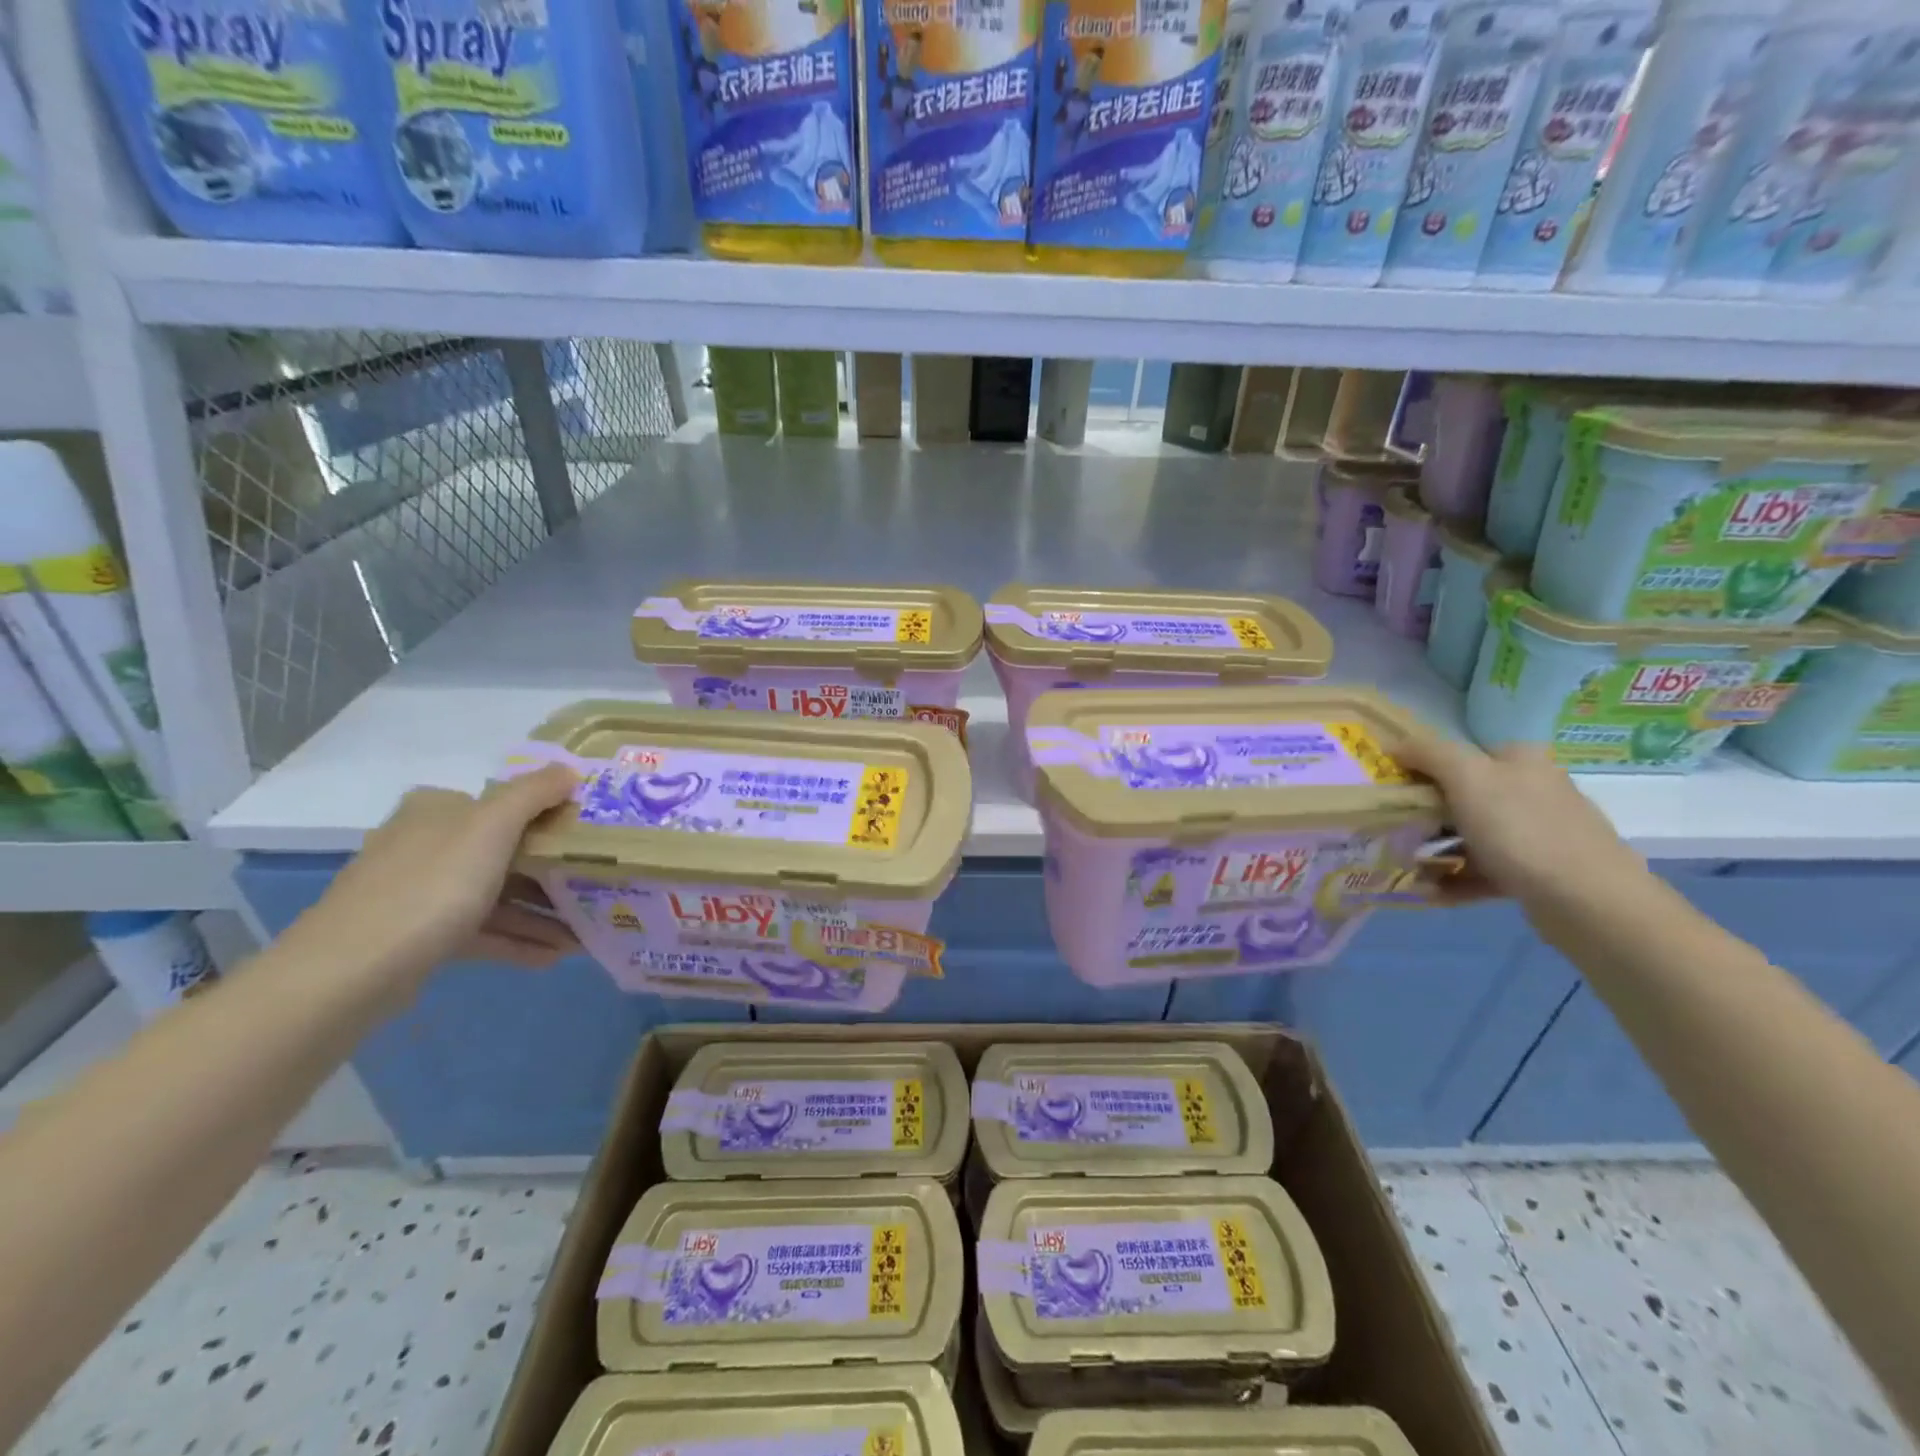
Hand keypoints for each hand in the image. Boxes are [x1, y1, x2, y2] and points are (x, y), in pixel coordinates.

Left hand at [289, 764, 580, 994]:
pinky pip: (482, 932)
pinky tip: (554, 956)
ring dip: (541, 913)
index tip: (590, 838)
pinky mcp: (419, 936)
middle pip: (505, 852)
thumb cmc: (431, 885)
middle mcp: (427, 844)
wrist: (350, 972)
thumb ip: (534, 793)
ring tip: (585, 933)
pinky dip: (517, 940)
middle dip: (553, 873)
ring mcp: (420, 892)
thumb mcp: (492, 826)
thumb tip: (569, 769)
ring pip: (496, 895)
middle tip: (597, 886)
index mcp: (438, 810)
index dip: (550, 817)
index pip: (504, 804)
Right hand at [1393, 730, 1647, 915]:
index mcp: (1520, 760)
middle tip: (1394, 829)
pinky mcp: (1539, 872)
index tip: (1393, 789)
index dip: (1424, 768)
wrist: (1587, 901)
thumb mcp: (1467, 776)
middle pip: (1465, 796)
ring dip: (1438, 850)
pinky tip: (1432, 891)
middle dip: (1426, 814)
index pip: (1462, 754)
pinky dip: (1458, 879)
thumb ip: (1428, 752)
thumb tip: (1393, 743)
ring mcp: (1539, 833)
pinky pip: (1486, 870)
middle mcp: (1533, 790)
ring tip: (1408, 866)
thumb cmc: (1521, 829)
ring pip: (1473, 835)